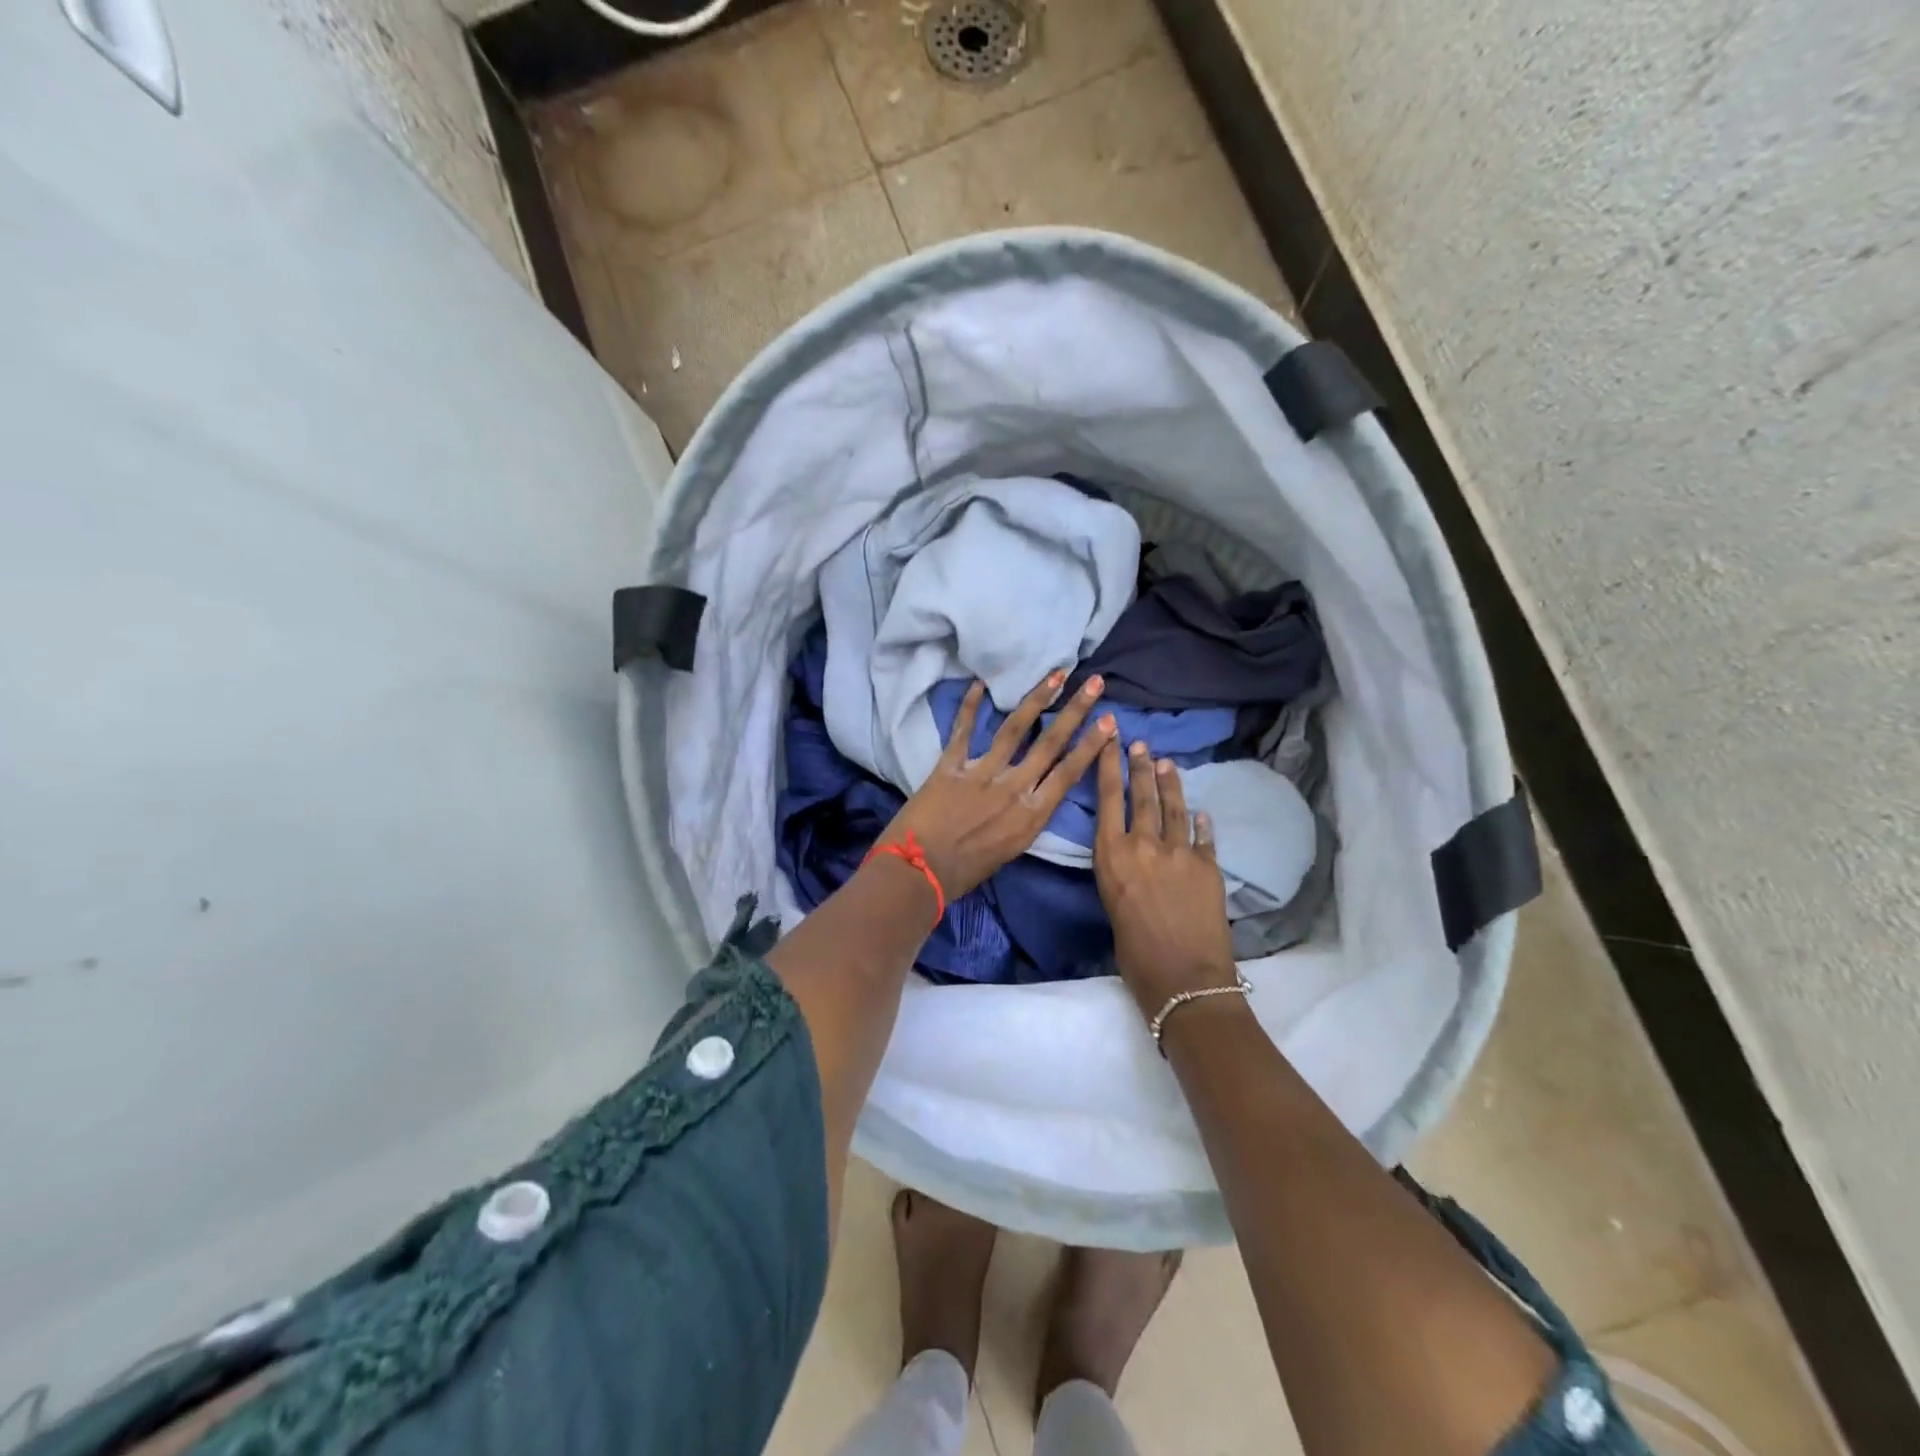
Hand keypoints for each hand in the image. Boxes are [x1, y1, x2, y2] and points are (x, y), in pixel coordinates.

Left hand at [880, 671, 1115, 898]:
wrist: (917, 874)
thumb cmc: (964, 873)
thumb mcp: (1009, 851)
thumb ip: (1024, 820)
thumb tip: (1032, 796)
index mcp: (1031, 816)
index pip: (1068, 773)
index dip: (1090, 745)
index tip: (1109, 722)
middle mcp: (1013, 789)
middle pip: (1050, 743)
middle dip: (1075, 711)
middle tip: (1095, 683)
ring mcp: (982, 774)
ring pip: (1015, 729)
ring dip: (1037, 699)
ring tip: (1055, 674)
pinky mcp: (950, 767)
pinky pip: (962, 730)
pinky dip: (969, 705)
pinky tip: (979, 683)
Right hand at [1093, 738, 1238, 1019]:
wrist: (1184, 978)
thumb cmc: (1134, 955)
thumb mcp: (1113, 906)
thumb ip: (1122, 875)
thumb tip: (1134, 864)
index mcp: (1112, 856)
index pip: (1107, 800)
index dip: (1108, 767)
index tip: (1109, 740)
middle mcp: (1143, 845)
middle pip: (1141, 796)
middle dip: (1139, 767)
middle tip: (1139, 744)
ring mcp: (1179, 852)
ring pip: (1173, 808)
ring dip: (1169, 784)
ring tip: (1166, 763)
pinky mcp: (1208, 866)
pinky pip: (1203, 836)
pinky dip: (1200, 822)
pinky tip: (1200, 812)